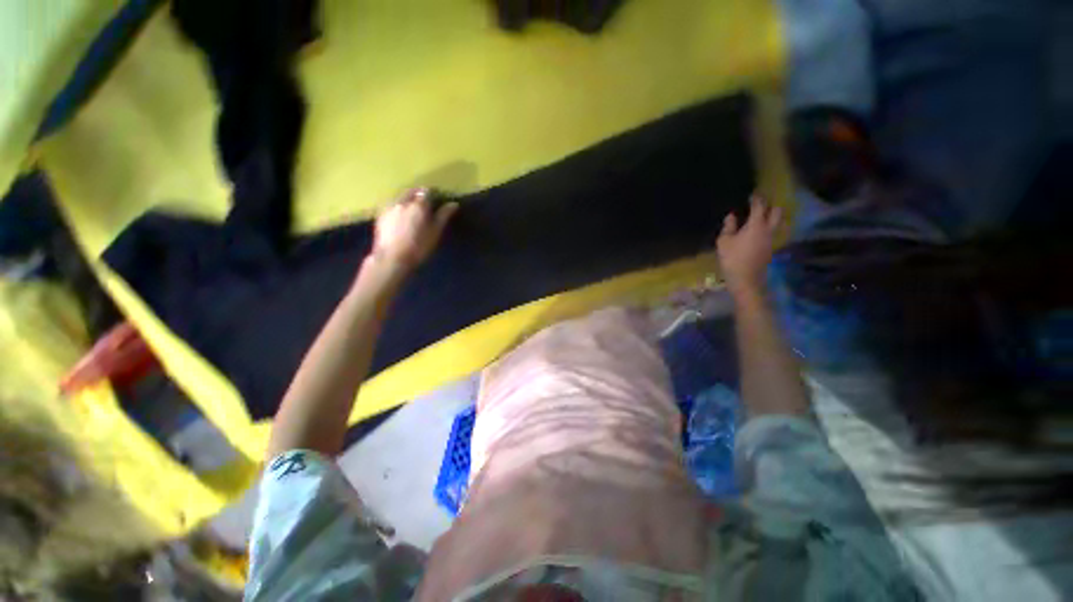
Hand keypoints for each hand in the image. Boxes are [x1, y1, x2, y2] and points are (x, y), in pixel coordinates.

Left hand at [371, 187, 457, 273]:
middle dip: (420, 194)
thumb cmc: (419, 247)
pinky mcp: (381, 214)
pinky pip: (393, 204)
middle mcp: (403, 201)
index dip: (434, 194)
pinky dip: (399, 206)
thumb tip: (453, 204)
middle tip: (427, 204)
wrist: (392, 258)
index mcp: (418, 205)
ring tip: (414, 210)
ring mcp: (390, 206)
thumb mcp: (435, 233)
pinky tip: (402, 217)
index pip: (428, 191)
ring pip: (401, 196)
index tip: (439, 200)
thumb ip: (443, 216)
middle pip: (412, 191)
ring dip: (409, 199)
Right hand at [717, 194, 781, 296]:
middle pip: (777, 211)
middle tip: (760, 204)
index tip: (752, 194)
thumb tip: (732, 215)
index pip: (760, 206)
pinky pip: (772, 232)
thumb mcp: (724, 241)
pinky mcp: (770, 248)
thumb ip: (729, 226)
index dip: (756, 198)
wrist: (746, 279)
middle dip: (770, 205)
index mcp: (756, 225)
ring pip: (778, 222)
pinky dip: (768, 227)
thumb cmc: (732, 258)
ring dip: (772, 216)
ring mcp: (771, 239)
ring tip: (761, 217)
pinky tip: (758, 231)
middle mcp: (768, 229)